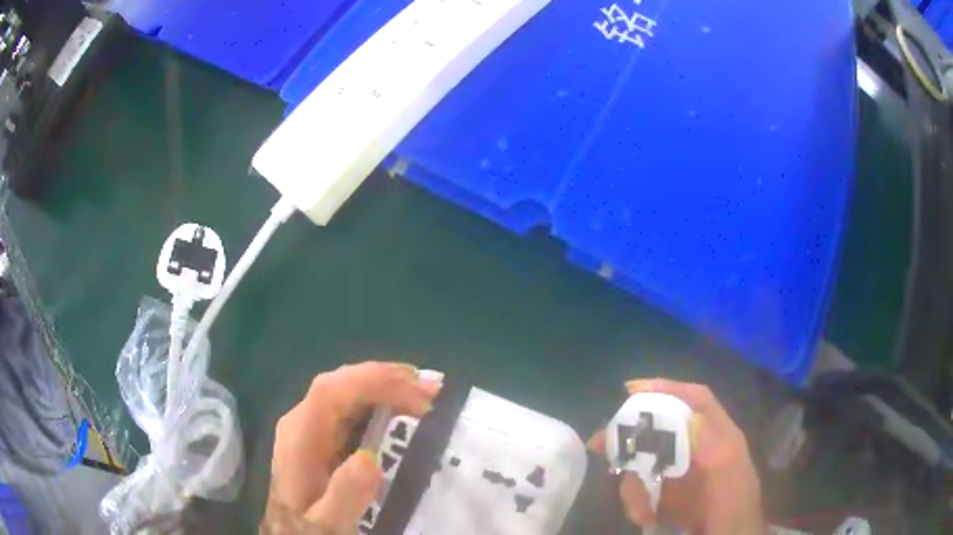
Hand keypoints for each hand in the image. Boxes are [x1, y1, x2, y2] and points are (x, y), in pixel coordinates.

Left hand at [262, 362, 439, 533]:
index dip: (372, 383)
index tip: (415, 395)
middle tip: (432, 390)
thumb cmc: (309, 525)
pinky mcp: (324, 432)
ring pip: (348, 389)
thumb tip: (369, 458)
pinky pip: (352, 405)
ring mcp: (313, 423)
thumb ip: (344, 494)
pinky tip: (403, 405)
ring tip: (425, 393)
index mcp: (300, 436)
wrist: (293, 530)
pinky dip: (381, 399)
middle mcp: (304, 420)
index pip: (331, 391)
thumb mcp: (327, 522)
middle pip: (342, 383)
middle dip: (386, 379)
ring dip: (387, 385)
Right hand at [590, 379, 763, 534]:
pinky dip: (636, 502)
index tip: (632, 390)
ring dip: (633, 484)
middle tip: (599, 444)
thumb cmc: (733, 509)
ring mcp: (681, 473)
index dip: (668, 389)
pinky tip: (644, 518)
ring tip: (640, 511)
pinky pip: (641, 488)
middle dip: (631, 438)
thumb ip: (716, 449)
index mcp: (718, 436)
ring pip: (645, 462)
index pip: (695, 400)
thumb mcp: (730, 477)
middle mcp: (697, 449)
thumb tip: (690, 419)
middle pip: (660, 430)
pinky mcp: (667, 495)